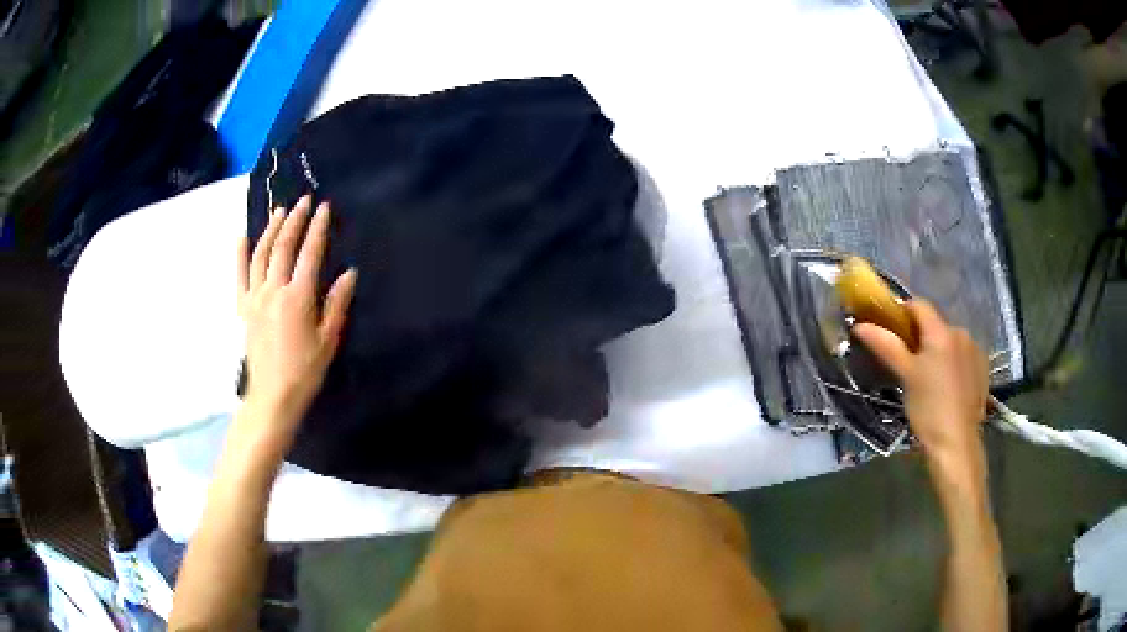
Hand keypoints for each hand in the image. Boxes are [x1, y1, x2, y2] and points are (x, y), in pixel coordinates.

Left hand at [237, 195, 356, 442]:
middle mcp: (274, 290)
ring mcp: (255, 297)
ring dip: (271, 230)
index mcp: (298, 298)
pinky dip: (240, 254)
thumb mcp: (328, 340)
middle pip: (283, 247)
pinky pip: (239, 275)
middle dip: (294, 221)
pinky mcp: (243, 307)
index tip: (323, 207)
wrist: (272, 396)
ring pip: (261, 255)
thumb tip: (349, 273)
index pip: (309, 254)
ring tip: (279, 211)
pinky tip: (242, 236)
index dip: (317, 229)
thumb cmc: (305, 371)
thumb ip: (337, 304)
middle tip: (303, 201)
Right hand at [853, 300, 988, 475]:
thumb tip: (861, 326)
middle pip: (936, 324)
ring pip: (950, 341)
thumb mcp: (905, 376)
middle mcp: (961, 333)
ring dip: (938, 350)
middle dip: (921, 337)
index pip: (919, 305)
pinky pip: (963, 355)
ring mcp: (974, 350)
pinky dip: (952, 363)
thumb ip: (886, 346)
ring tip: (929, 378)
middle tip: (908, 362)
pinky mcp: (982, 368)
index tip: (891, 330)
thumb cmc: (928, 408)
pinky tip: (947, 386)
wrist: (957, 443)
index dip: (903, 312)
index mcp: (942, 332)